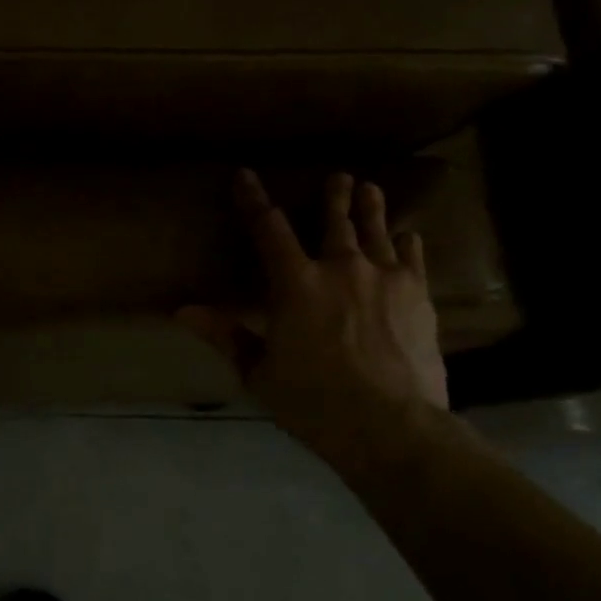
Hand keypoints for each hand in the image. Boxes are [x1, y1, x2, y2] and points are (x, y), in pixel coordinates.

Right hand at [178, 170, 447, 455]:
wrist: (391, 426)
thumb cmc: (314, 402)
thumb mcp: (259, 372)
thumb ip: (225, 335)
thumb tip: (182, 310)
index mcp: (295, 283)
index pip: (268, 228)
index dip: (254, 199)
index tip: (246, 174)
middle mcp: (340, 268)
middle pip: (335, 221)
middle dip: (333, 196)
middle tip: (338, 176)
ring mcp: (384, 279)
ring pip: (375, 232)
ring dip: (371, 208)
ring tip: (370, 187)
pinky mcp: (418, 296)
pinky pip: (412, 259)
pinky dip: (408, 244)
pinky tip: (409, 235)